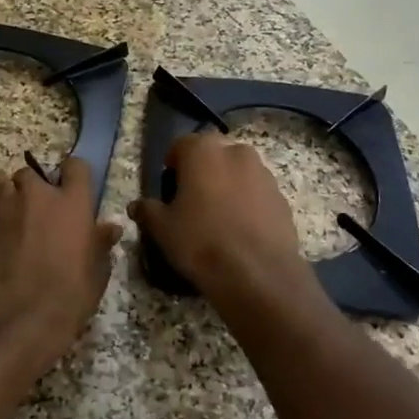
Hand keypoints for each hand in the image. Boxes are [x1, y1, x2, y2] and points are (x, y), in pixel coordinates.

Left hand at [0, 156, 121, 381]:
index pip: (76, 166)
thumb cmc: (68, 296)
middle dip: (31, 188)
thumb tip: (110, 228)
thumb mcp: (96, 273)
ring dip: (2, 190)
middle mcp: (37, 194)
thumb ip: (101, 244)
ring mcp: (4, 205)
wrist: (19, 315)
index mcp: (73, 203)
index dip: (72, 174)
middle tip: (33, 212)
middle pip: (30, 173)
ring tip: (4, 211)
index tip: (70, 188)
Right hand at [128, 134, 308, 300]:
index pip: (181, 145)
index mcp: (204, 151)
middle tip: (193, 201)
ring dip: (228, 186)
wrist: (258, 274)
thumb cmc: (201, 241)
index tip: (169, 188)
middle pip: (214, 155)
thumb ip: (148, 211)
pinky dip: (248, 204)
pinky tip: (240, 231)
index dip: (173, 165)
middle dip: (203, 172)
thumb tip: (136, 206)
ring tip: (219, 218)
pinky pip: (257, 194)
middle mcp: (237, 152)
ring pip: (239, 173)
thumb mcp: (163, 229)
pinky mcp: (282, 198)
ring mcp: (264, 174)